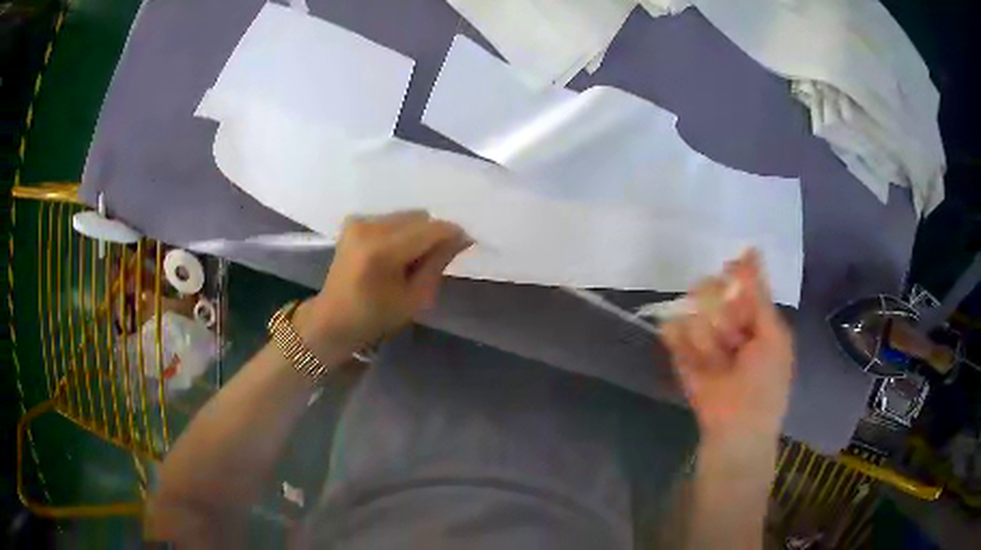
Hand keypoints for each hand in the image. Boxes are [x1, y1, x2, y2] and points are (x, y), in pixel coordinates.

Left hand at [296, 211, 471, 358]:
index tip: (464, 245)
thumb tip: (461, 237)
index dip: (452, 235)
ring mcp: (359, 221)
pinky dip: (400, 232)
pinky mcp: (354, 221)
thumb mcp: (415, 298)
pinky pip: (392, 218)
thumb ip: (438, 263)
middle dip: (432, 235)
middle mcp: (369, 227)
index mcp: (382, 251)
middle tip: (430, 262)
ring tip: (409, 260)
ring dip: (416, 233)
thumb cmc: (375, 317)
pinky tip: (393, 254)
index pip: (431, 229)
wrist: (332, 318)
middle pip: (419, 217)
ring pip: (407, 216)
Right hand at [660, 250, 793, 441]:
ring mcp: (702, 339)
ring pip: (694, 313)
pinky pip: (673, 332)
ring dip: (708, 337)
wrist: (737, 426)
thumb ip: (758, 294)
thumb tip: (751, 249)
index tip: (729, 271)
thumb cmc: (765, 381)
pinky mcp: (681, 355)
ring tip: (719, 362)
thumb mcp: (772, 334)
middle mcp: (727, 323)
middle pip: (712, 292)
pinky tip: (698, 359)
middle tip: (733, 337)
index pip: (739, 283)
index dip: (735, 276)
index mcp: (753, 318)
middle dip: (722, 312)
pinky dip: (680, 339)